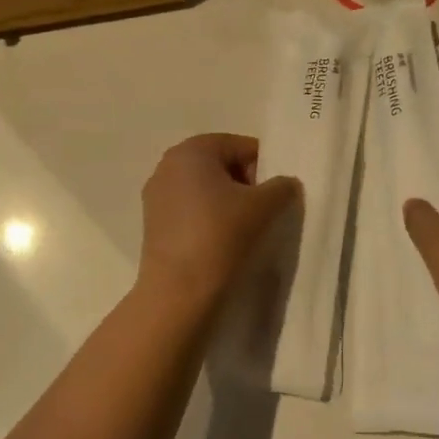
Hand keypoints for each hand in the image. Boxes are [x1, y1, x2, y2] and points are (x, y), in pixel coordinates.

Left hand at [137, 133, 299, 305]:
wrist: (179, 291)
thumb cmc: (221, 235)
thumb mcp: (264, 206)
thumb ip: (282, 186)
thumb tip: (285, 184)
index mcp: (192, 150)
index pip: (240, 146)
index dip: (265, 167)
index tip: (277, 194)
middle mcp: (168, 165)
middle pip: (220, 165)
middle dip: (245, 184)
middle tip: (263, 212)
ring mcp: (156, 195)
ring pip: (205, 189)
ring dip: (227, 203)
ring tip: (244, 231)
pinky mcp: (153, 224)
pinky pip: (189, 211)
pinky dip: (208, 219)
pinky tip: (221, 243)